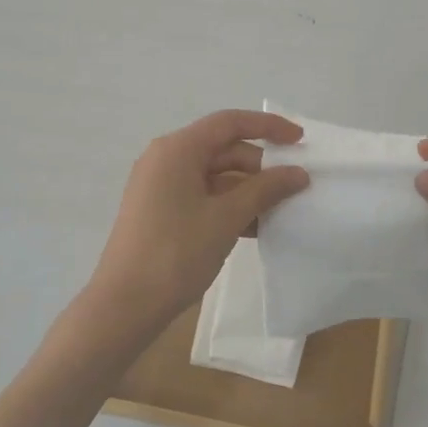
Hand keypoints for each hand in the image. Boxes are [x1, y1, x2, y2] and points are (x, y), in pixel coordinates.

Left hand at [85, 111, 309, 338]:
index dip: (268, 127)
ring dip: (248, 190)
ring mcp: (160, 186)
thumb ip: (265, 190)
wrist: (125, 303)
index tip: (301, 142)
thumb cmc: (176, 252)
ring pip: (214, 176)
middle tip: (296, 186)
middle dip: (260, 166)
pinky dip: (229, 206)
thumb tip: (298, 173)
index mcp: (178, 149)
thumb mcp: (226, 218)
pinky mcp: (161, 211)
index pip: (229, 123)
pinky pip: (202, 197)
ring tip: (283, 210)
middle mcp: (166, 159)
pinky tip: (257, 227)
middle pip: (223, 149)